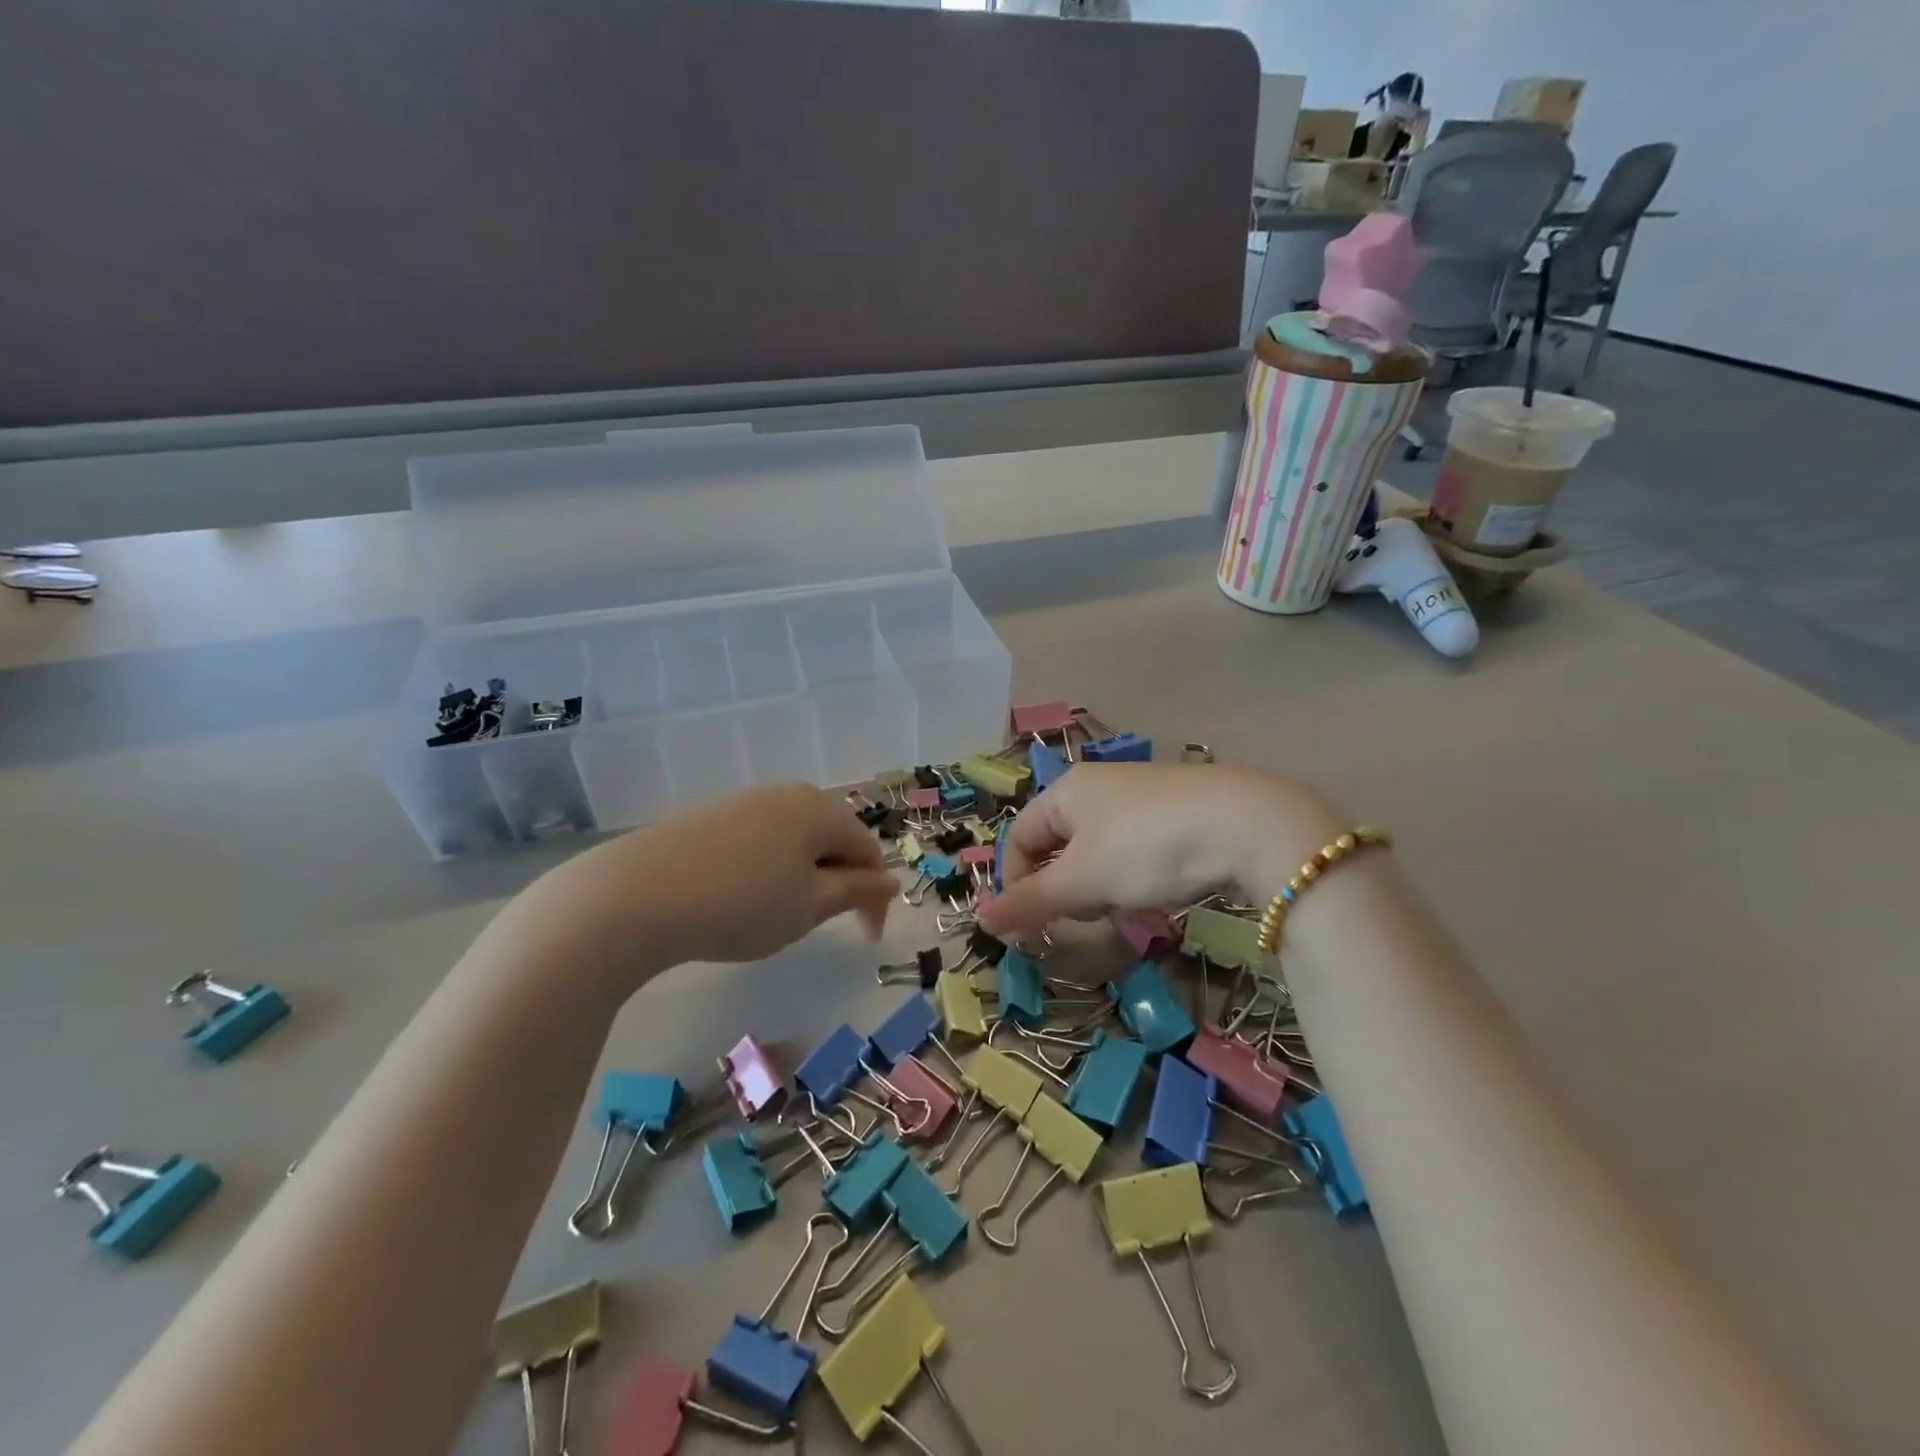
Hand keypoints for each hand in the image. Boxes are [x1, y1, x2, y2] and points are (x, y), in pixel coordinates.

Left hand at [517, 784, 895, 982]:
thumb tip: (891, 881)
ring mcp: (743, 801)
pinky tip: (742, 897)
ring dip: (803, 876)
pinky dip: (767, 869)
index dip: (874, 897)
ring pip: (793, 839)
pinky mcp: (708, 816)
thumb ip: (856, 891)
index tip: (866, 939)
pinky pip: (758, 841)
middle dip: (839, 881)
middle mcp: (786, 793)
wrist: (634, 896)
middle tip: (825, 925)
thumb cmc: (740, 903)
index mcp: (819, 809)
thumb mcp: (809, 906)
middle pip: (832, 837)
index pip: (868, 850)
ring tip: (782, 914)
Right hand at [975, 763, 1347, 940]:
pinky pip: (1133, 846)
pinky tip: (1155, 890)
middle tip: (1084, 916)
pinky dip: (1131, 875)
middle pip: (1056, 843)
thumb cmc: (1148, 848)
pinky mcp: (1176, 809)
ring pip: (1096, 849)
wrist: (1248, 825)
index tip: (1031, 926)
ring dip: (1097, 885)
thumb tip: (980, 920)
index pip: (1018, 837)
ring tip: (1123, 906)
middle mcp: (1098, 784)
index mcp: (1066, 789)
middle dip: (1061, 887)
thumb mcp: (1083, 880)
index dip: (1015, 884)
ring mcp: (1140, 794)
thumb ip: (1030, 901)